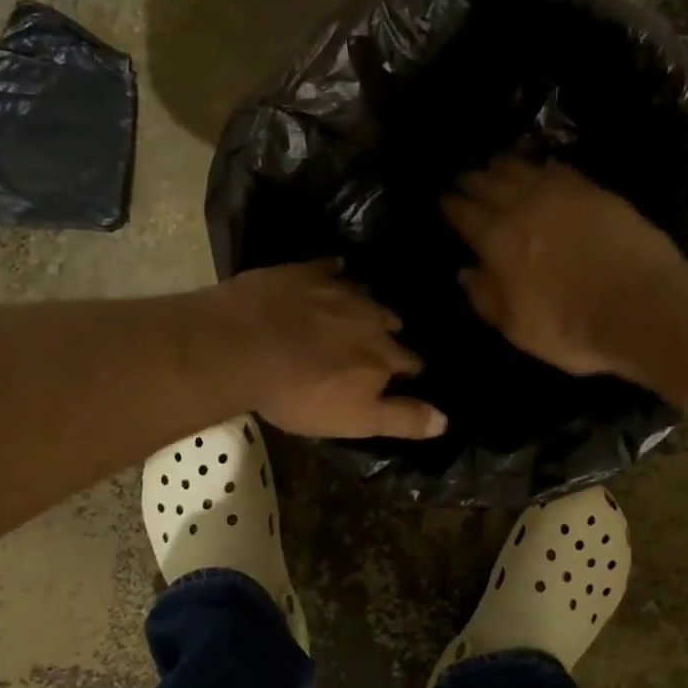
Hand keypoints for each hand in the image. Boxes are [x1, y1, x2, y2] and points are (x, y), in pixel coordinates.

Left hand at [211, 261, 447, 439]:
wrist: (241, 346)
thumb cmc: (300, 393)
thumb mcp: (355, 419)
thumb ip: (402, 418)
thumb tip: (446, 420)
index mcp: (383, 354)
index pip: (411, 362)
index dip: (411, 370)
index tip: (408, 375)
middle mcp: (369, 316)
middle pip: (390, 322)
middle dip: (389, 333)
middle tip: (378, 343)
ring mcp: (336, 290)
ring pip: (364, 293)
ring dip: (366, 304)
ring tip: (360, 311)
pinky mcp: (303, 272)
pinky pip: (328, 267)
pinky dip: (334, 272)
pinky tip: (333, 271)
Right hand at [442, 158, 687, 376]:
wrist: (643, 306)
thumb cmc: (572, 328)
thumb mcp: (517, 328)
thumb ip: (486, 298)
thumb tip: (466, 271)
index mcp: (497, 241)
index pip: (464, 214)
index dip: (450, 205)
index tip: (443, 200)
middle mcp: (523, 207)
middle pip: (489, 184)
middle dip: (472, 180)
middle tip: (463, 178)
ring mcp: (561, 194)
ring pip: (522, 168)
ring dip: (503, 165)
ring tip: (495, 164)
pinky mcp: (595, 191)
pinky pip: (560, 169)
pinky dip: (544, 166)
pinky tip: (543, 167)